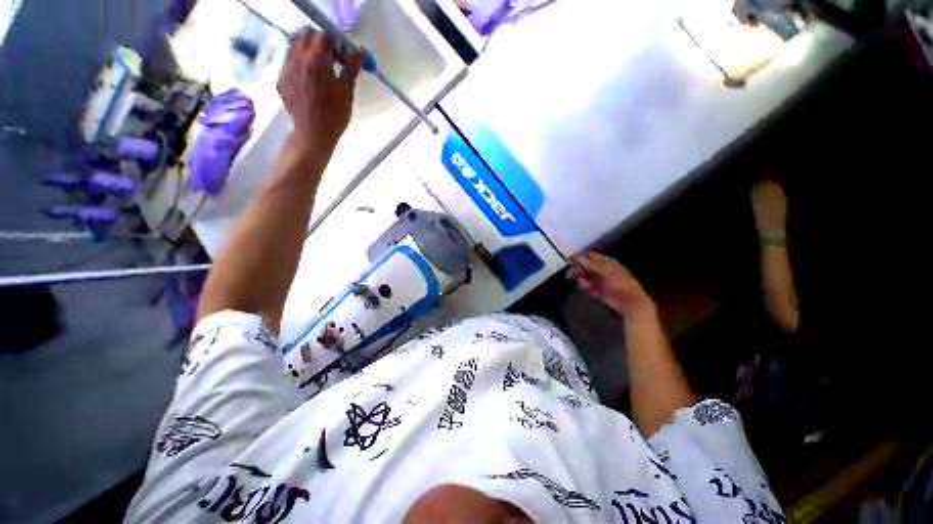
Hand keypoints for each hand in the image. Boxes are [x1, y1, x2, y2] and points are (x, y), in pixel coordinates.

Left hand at [277, 30, 362, 163]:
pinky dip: (299, 65)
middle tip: (331, 57)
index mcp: (317, 59)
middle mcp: (298, 58)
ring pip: (294, 46)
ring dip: (307, 50)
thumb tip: (358, 50)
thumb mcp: (347, 91)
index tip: (342, 52)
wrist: (314, 134)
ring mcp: (286, 68)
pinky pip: (289, 63)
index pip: (325, 35)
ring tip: (319, 69)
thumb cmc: (335, 115)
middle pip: (306, 35)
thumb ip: (352, 67)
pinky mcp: (281, 80)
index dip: (335, 41)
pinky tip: (309, 82)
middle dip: (319, 41)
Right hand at [572, 252, 652, 316]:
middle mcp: (603, 271)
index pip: (592, 256)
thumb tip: (576, 256)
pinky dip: (586, 287)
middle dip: (580, 270)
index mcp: (608, 263)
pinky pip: (587, 286)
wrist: (630, 305)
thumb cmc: (621, 285)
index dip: (582, 257)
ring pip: (585, 277)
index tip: (573, 261)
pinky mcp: (598, 291)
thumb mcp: (606, 271)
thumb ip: (591, 264)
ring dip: (582, 280)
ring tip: (586, 285)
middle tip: (578, 275)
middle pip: (586, 266)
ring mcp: (600, 281)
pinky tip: (590, 291)